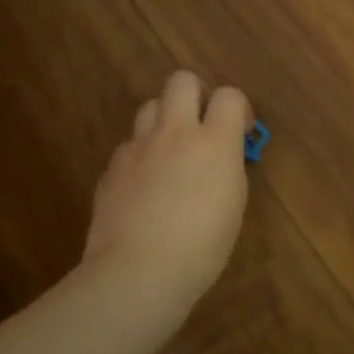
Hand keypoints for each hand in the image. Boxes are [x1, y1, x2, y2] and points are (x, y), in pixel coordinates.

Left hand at [81, 71, 252, 319]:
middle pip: (181, 81)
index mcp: (214, 142)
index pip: (228, 95)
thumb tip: (221, 157)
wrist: (138, 272)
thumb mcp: (233, 205)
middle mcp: (175, 133)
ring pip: (150, 106)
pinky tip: (146, 186)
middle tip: (202, 125)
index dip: (238, 108)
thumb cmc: (202, 248)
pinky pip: (131, 144)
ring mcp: (138, 147)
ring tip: (172, 152)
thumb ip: (227, 168)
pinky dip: (143, 154)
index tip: (241, 131)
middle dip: (196, 94)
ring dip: (166, 120)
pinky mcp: (112, 167)